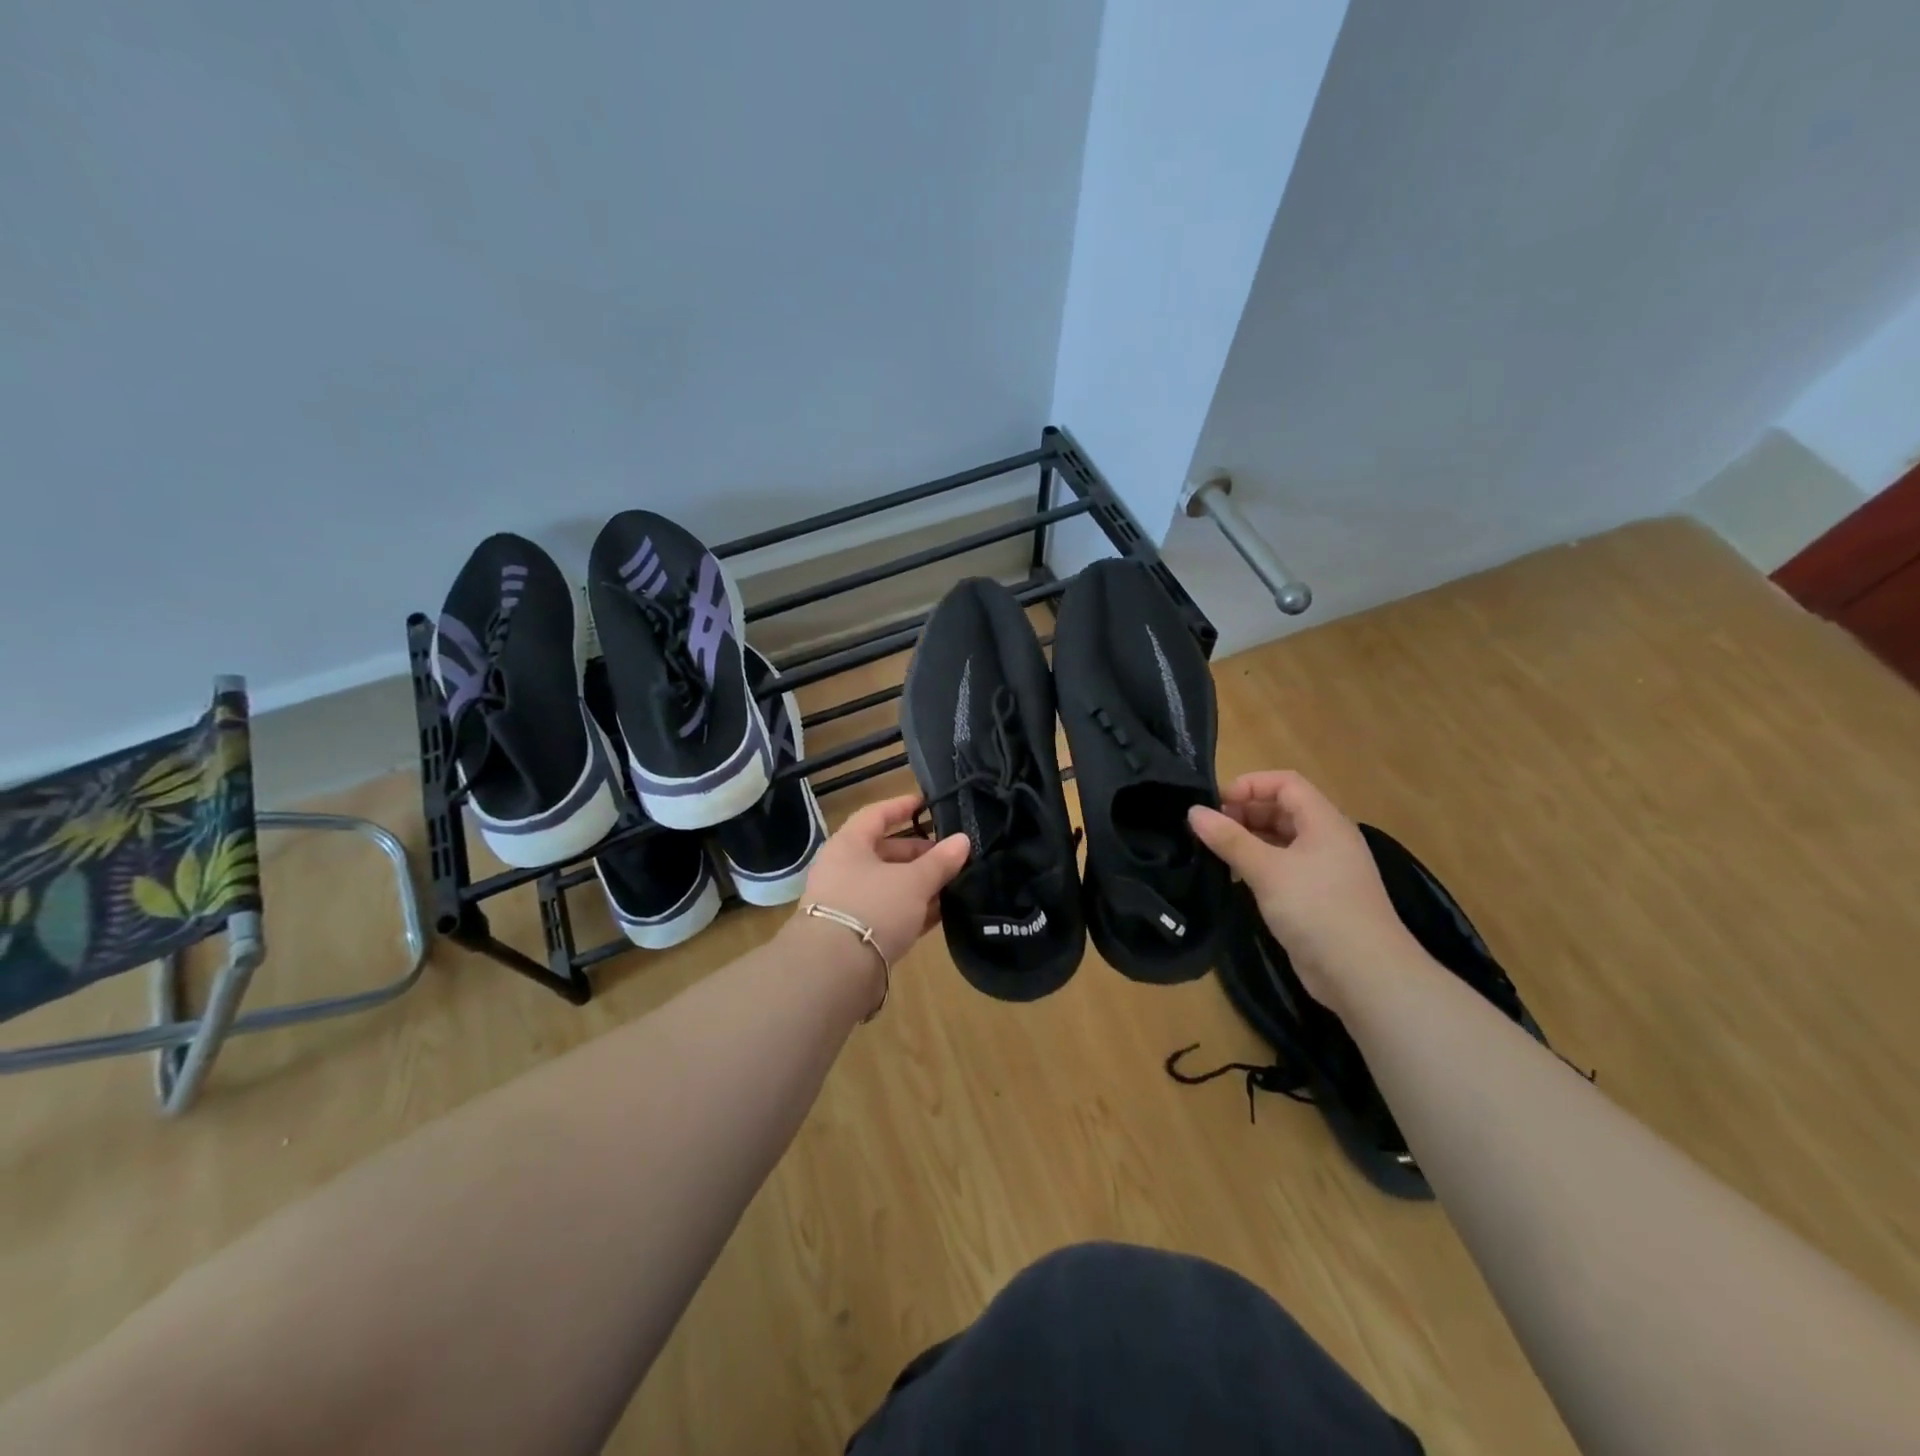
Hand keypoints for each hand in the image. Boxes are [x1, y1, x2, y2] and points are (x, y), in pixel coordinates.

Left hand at [797, 793, 970, 967]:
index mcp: (849, 845)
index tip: (929, 804)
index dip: (903, 806)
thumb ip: (940, 861)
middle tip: (952, 856)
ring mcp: (847, 903)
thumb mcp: (913, 881)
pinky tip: (940, 913)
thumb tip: (963, 840)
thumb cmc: (873, 908)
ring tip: (954, 884)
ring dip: (919, 884)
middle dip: (920, 853)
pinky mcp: (855, 933)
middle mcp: (843, 869)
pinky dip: (911, 910)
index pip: (876, 814)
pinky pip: (888, 912)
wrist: (835, 971)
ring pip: (889, 884)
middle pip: (885, 852)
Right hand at [1188, 770, 1408, 1011]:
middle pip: (1281, 809)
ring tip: (1213, 852)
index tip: (1215, 804)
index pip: (1285, 783)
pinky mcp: (1316, 898)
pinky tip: (1234, 879)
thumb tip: (1193, 812)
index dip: (1249, 785)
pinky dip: (1257, 866)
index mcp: (1324, 822)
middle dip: (1243, 813)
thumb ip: (1229, 839)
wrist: (1364, 975)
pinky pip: (1282, 868)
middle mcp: (1326, 839)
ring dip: (1247, 840)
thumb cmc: (1317, 909)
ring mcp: (1323, 870)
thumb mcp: (1267, 870)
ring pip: (1280, 840)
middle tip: (1207, 829)